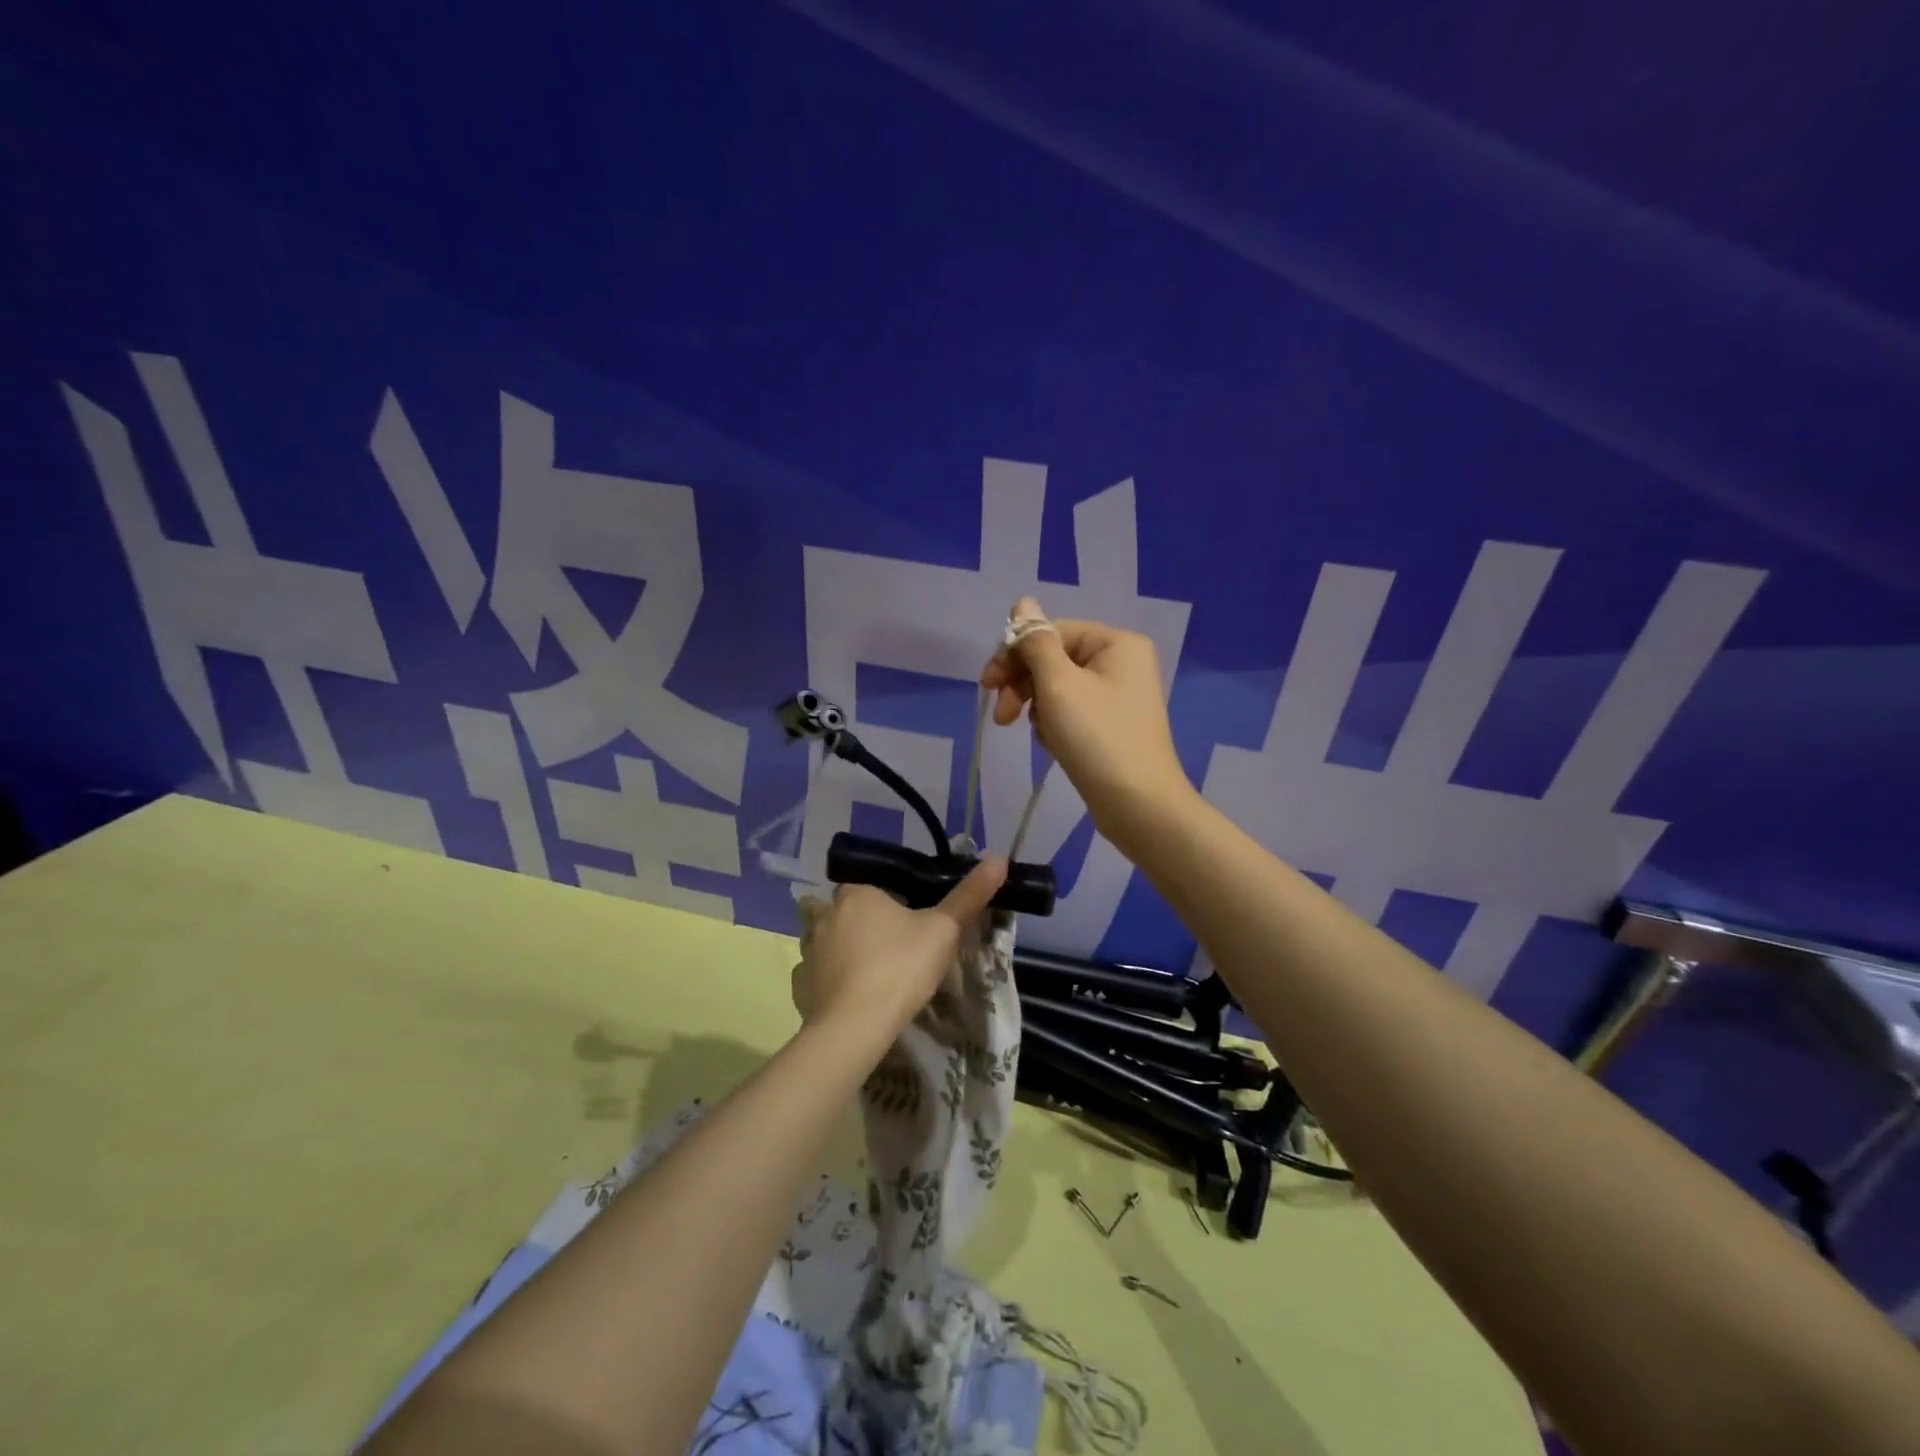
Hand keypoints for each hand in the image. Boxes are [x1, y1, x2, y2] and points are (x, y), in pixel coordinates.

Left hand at [791, 858, 1008, 1043]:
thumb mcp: (944, 930)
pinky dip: (827, 982)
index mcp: (857, 894)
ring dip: (838, 950)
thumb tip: (999, 858)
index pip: (867, 884)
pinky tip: (847, 996)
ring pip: (822, 941)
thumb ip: (969, 895)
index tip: (903, 919)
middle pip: (840, 910)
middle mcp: (825, 916)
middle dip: (855, 922)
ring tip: (866, 971)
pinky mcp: (800, 987)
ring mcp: (808, 952)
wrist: (856, 1026)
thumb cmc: (902, 967)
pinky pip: (814, 975)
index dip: (884, 899)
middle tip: (886, 944)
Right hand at [979, 596, 1195, 850]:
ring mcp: (1118, 695)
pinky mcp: (1112, 725)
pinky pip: (1071, 711)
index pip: (1052, 632)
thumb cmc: (1097, 738)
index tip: (987, 684)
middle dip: (1023, 685)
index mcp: (1116, 643)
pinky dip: (1055, 725)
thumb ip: (1035, 641)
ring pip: (1058, 688)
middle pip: (1054, 659)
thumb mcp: (1058, 684)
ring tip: (1039, 736)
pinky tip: (1054, 746)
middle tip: (1001, 716)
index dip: (1015, 654)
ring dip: (1038, 708)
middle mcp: (1121, 662)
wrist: (1138, 806)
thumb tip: (1022, 602)